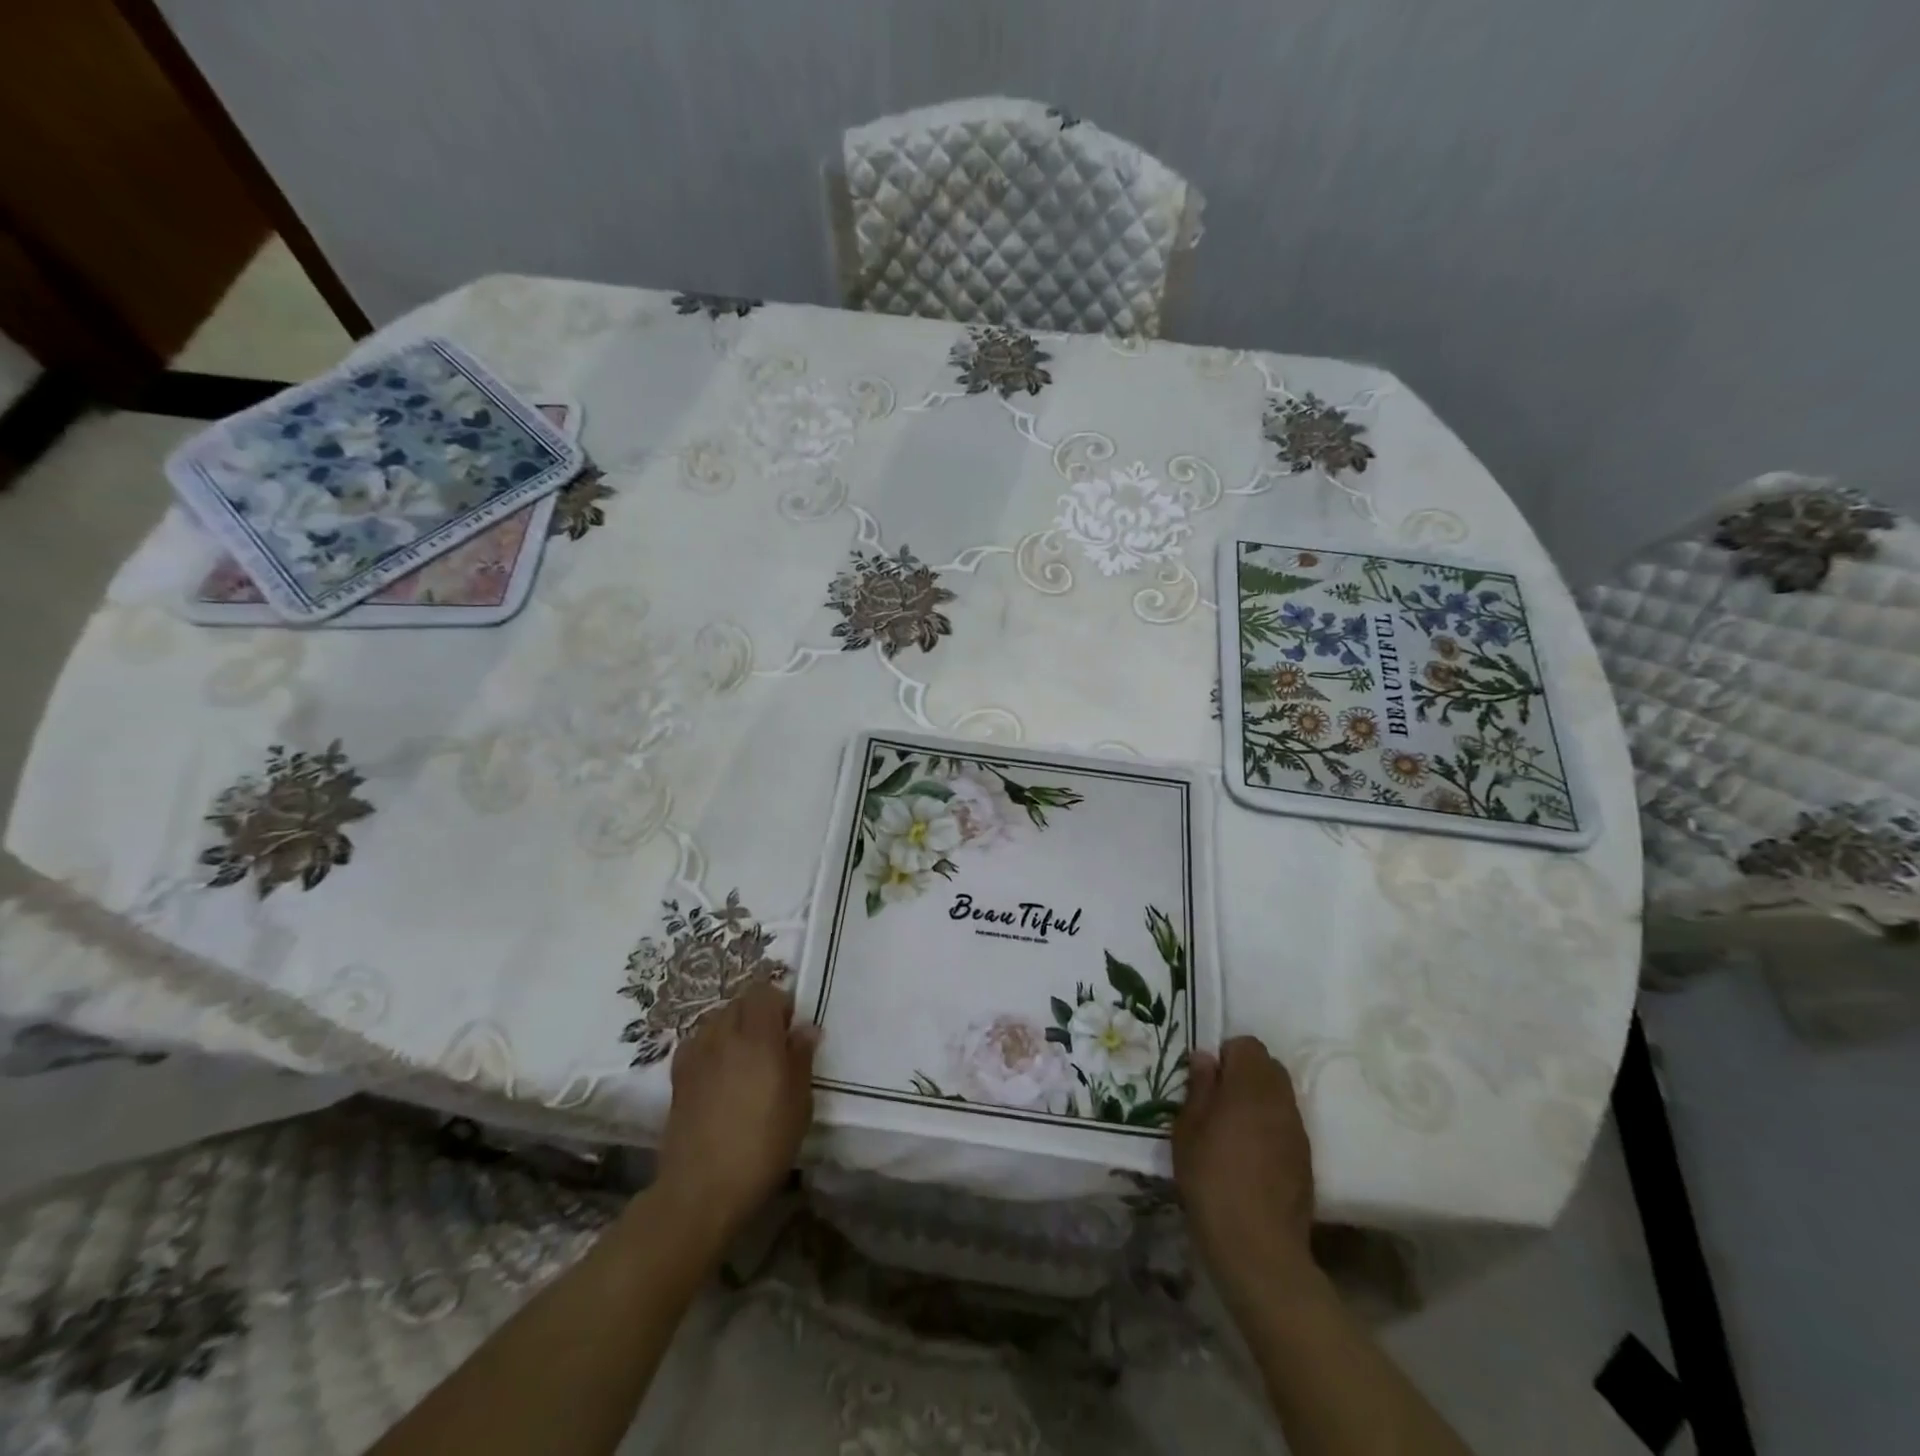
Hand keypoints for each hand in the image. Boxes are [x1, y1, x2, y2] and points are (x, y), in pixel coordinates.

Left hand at [656, 981, 818, 1239]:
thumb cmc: (762, 1146)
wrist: (701, 1188)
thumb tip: (806, 1028)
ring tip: (745, 1059)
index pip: (765, 992)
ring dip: (734, 1028)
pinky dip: (711, 1046)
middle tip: (773, 1044)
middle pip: (740, 1002)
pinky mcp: (678, 1075)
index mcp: (757, 1036)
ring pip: (717, 1019)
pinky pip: (698, 1042)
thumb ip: (801, 1058)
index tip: (791, 1029)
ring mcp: (696, 1053)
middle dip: (758, 1013)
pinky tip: (719, 1073)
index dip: (781, 1004)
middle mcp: (724, 1034)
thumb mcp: (799, 1104)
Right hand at [1174, 1036, 1315, 1303]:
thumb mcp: (1188, 1130)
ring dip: (1259, 1099)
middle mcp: (1280, 1100)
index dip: (1226, 1054)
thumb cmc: (1211, 1179)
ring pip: (1280, 1095)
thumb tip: (1206, 1057)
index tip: (1208, 1078)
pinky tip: (1251, 1154)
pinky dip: (1270, 1125)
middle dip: (1245, 1072)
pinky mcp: (1305, 1158)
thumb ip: (1199, 1088)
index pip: (1247, 1045)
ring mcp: (1297, 1130)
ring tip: (1234, 1127)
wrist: (1257, 1246)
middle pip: (1268, 1066)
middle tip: (1218, 1098)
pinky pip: (1287, 1123)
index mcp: (1249, 1086)